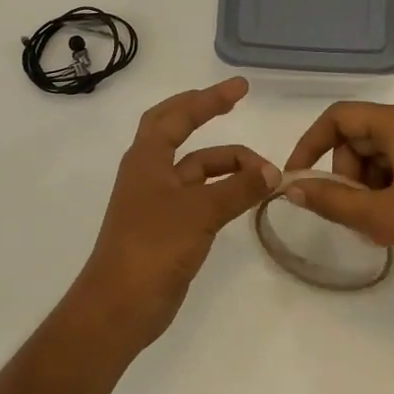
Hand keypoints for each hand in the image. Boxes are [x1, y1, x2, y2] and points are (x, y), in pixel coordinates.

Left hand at [67, 78, 279, 352]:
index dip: (207, 99)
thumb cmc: (153, 247)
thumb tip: (272, 172)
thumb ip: (238, 189)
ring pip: (197, 171)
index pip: (177, 116)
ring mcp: (158, 202)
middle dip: (206, 115)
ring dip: (228, 167)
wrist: (121, 304)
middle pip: (178, 133)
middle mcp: (150, 174)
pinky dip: (224, 192)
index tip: (240, 88)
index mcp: (146, 159)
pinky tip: (246, 197)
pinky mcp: (168, 229)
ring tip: (266, 175)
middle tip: (237, 103)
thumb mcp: (199, 211)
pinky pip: (201, 198)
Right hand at [282, 103, 393, 261]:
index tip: (299, 178)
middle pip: (357, 138)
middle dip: (344, 175)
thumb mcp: (381, 214)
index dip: (310, 144)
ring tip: (375, 225)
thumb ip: (332, 201)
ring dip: (365, 187)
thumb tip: (291, 188)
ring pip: (378, 156)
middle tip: (350, 212)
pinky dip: (387, 190)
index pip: (337, 117)